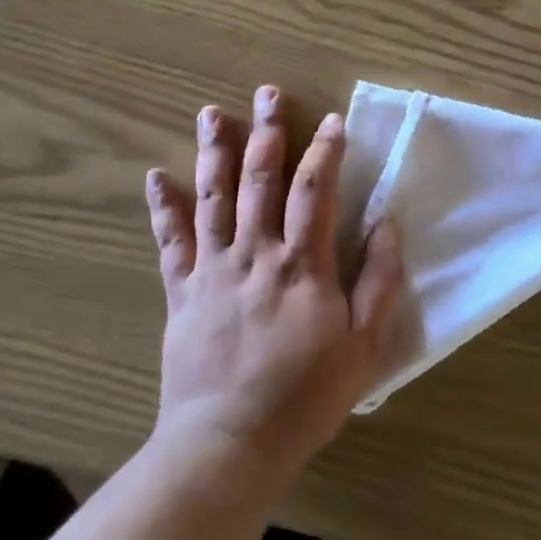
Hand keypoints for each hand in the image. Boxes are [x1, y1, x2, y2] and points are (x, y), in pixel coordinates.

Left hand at [146, 86, 403, 484]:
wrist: (227, 446)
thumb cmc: (304, 396)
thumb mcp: (364, 346)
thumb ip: (379, 281)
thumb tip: (386, 223)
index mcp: (301, 264)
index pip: (315, 190)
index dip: (326, 151)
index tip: (333, 120)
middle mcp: (255, 254)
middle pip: (261, 179)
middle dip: (268, 132)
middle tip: (268, 92)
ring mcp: (213, 270)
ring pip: (213, 198)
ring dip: (214, 153)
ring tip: (212, 114)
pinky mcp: (182, 293)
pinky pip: (170, 242)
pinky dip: (162, 208)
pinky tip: (154, 176)